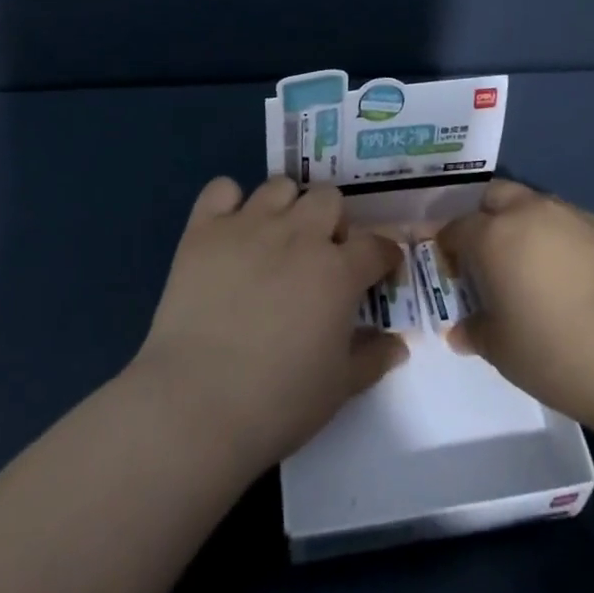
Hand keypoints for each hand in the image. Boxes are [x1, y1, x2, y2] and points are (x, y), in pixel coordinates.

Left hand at [131, 176, 408, 473]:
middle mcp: (298, 235)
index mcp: (338, 271)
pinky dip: (228, 202)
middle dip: (333, 221)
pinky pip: (221, 189)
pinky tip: (229, 231)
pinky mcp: (204, 230)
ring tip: (276, 238)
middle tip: (321, 255)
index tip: (379, 272)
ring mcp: (249, 225)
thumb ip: (372, 358)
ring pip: (280, 186)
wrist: (195, 405)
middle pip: (329, 198)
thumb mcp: (339, 388)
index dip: (383, 257)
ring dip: (286, 207)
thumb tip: (398, 345)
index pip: (377, 245)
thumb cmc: (278, 402)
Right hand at [439, 180, 593, 436]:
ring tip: (532, 267)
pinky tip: (574, 278)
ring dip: (524, 225)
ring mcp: (576, 217)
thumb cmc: (559, 353)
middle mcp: (532, 213)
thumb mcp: (503, 352)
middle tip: (485, 256)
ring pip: (537, 206)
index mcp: (495, 235)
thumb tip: (461, 329)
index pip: (455, 227)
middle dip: (482, 217)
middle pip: (494, 197)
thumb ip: (476, 332)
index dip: (445, 246)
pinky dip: (562, 240)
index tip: (447, 269)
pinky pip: (572, 225)